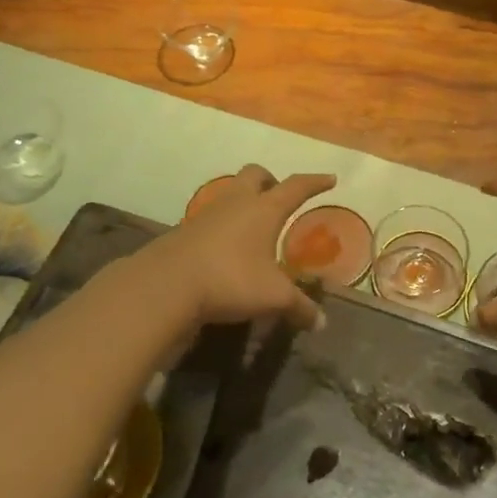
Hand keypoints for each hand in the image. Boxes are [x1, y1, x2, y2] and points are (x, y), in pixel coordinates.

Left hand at [140, 165, 334, 330]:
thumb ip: (299, 307)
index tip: (330, 178)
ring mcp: (207, 213)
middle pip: (255, 174)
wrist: (166, 285)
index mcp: (264, 209)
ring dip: (245, 201)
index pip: (296, 187)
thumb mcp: (272, 297)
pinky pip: (212, 216)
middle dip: (271, 181)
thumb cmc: (230, 280)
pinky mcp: (185, 230)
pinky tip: (227, 247)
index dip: (315, 182)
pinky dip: (225, 224)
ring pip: (231, 193)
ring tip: (254, 225)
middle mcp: (237, 202)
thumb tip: (320, 323)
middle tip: (280, 197)